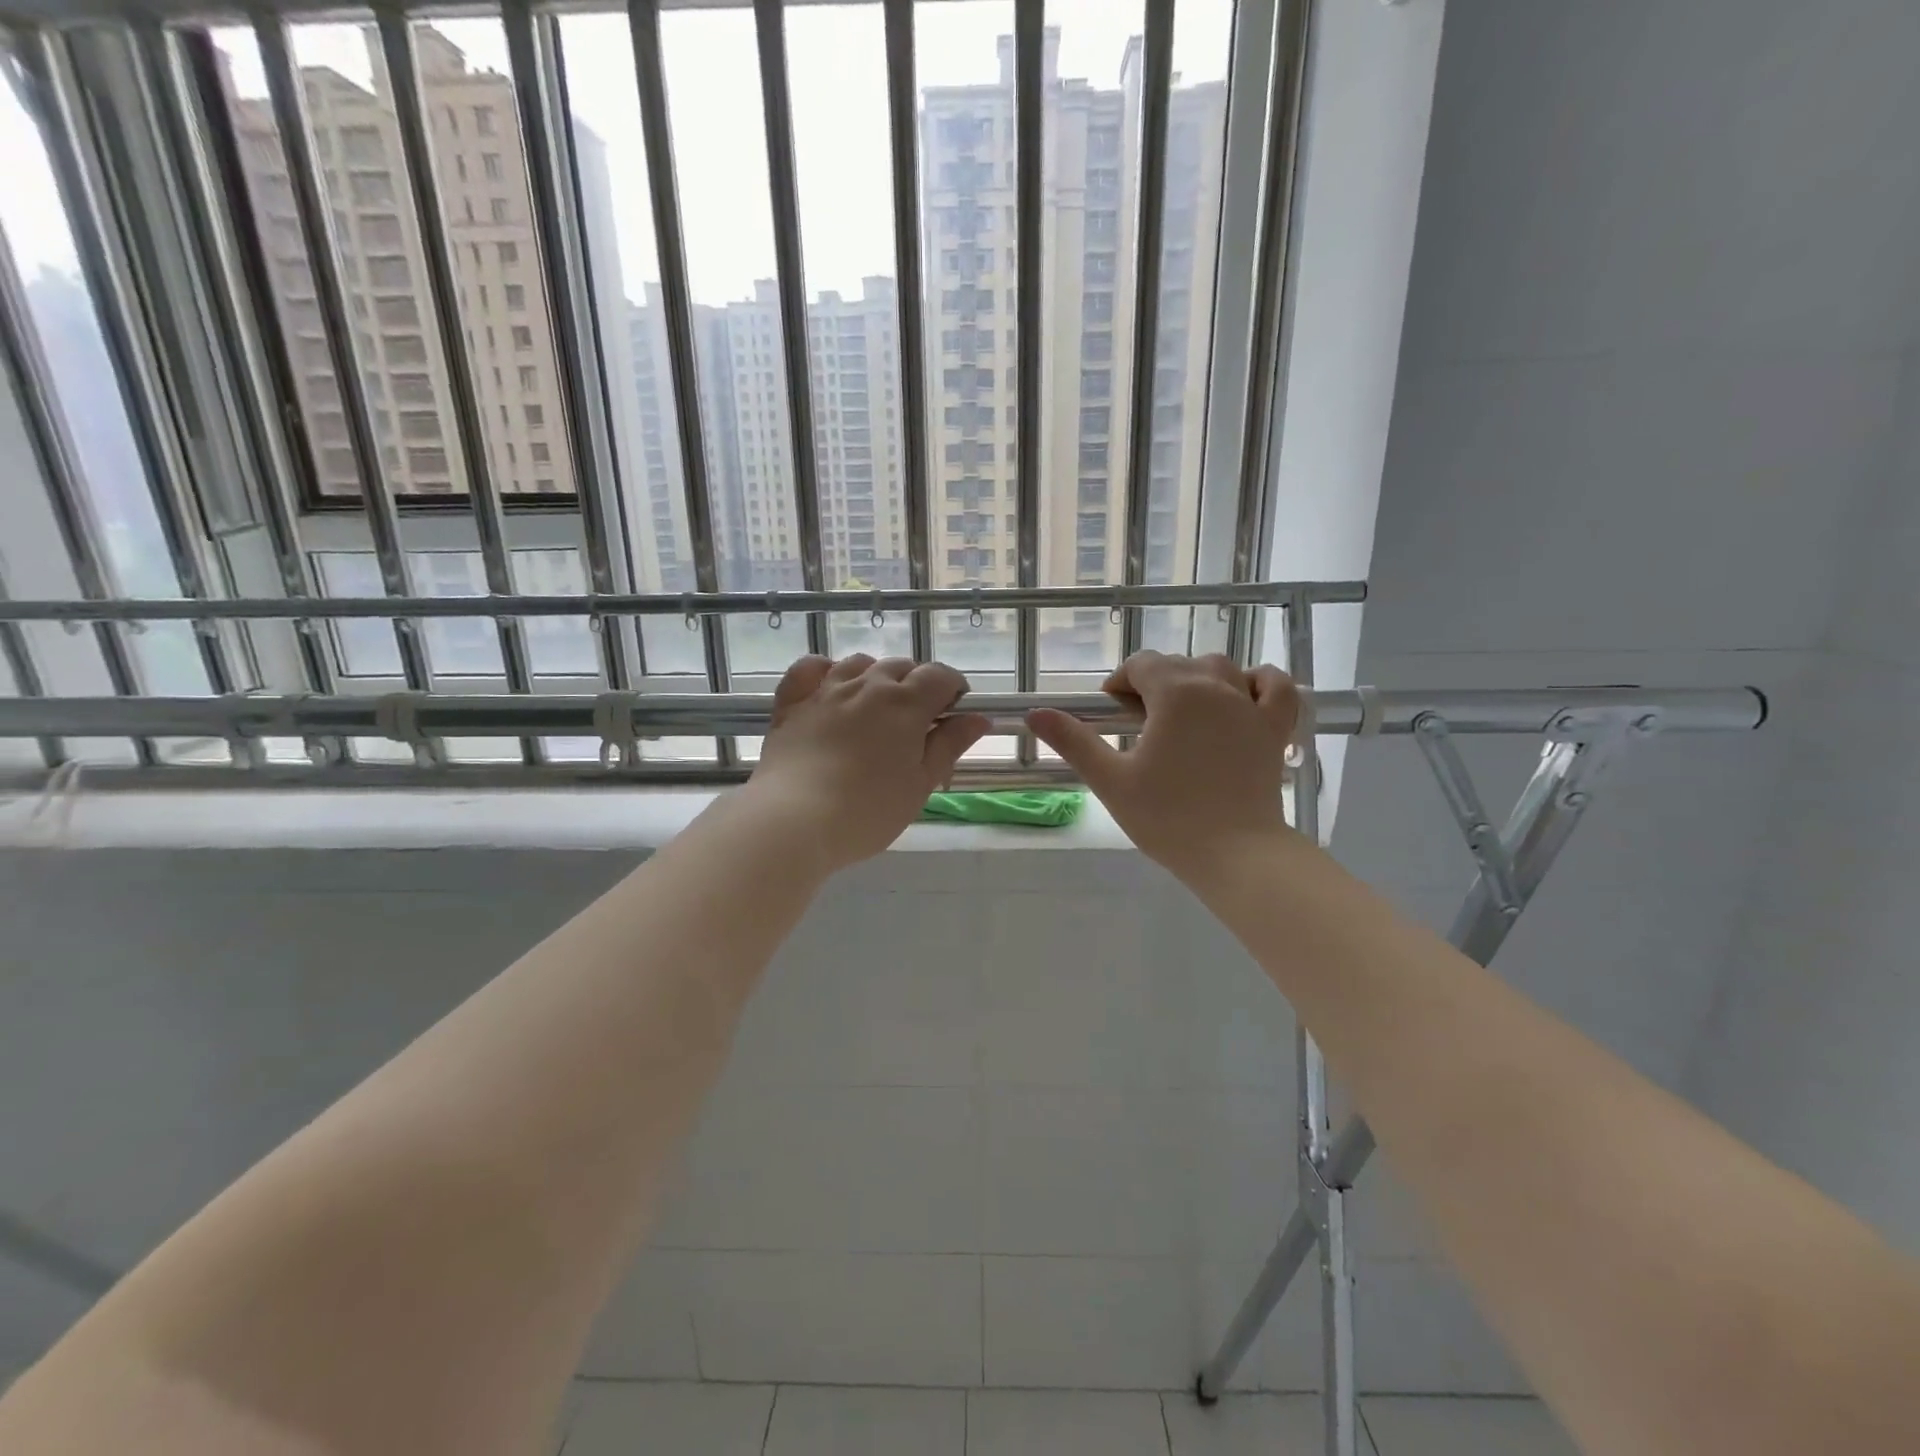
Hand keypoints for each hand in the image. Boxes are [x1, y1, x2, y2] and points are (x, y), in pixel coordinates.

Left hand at [744, 654, 988, 872]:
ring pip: (860, 663)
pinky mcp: (793, 701)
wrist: (794, 820)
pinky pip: (811, 668)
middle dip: (917, 684)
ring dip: (876, 677)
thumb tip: (979, 717)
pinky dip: (825, 671)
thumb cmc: (869, 810)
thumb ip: (950, 745)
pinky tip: (830, 689)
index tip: (954, 712)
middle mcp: (867, 684)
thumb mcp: (921, 783)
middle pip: (902, 666)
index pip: (940, 676)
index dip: (953, 689)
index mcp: (905, 703)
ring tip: (877, 707)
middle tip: (917, 722)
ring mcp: (826, 689)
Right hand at [1027, 651, 1300, 875]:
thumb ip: (1074, 741)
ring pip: (1221, 669)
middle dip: (1152, 685)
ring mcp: (1252, 705)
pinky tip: (1242, 696)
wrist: (1236, 854)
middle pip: (1178, 665)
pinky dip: (1259, 682)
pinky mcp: (1276, 729)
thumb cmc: (1167, 817)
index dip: (1119, 684)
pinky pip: (1275, 686)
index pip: (1141, 665)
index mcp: (1175, 692)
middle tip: (1138, 727)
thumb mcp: (1111, 779)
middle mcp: (1216, 686)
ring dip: (1196, 681)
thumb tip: (1035, 713)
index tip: (1109, 715)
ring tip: (1181, 715)